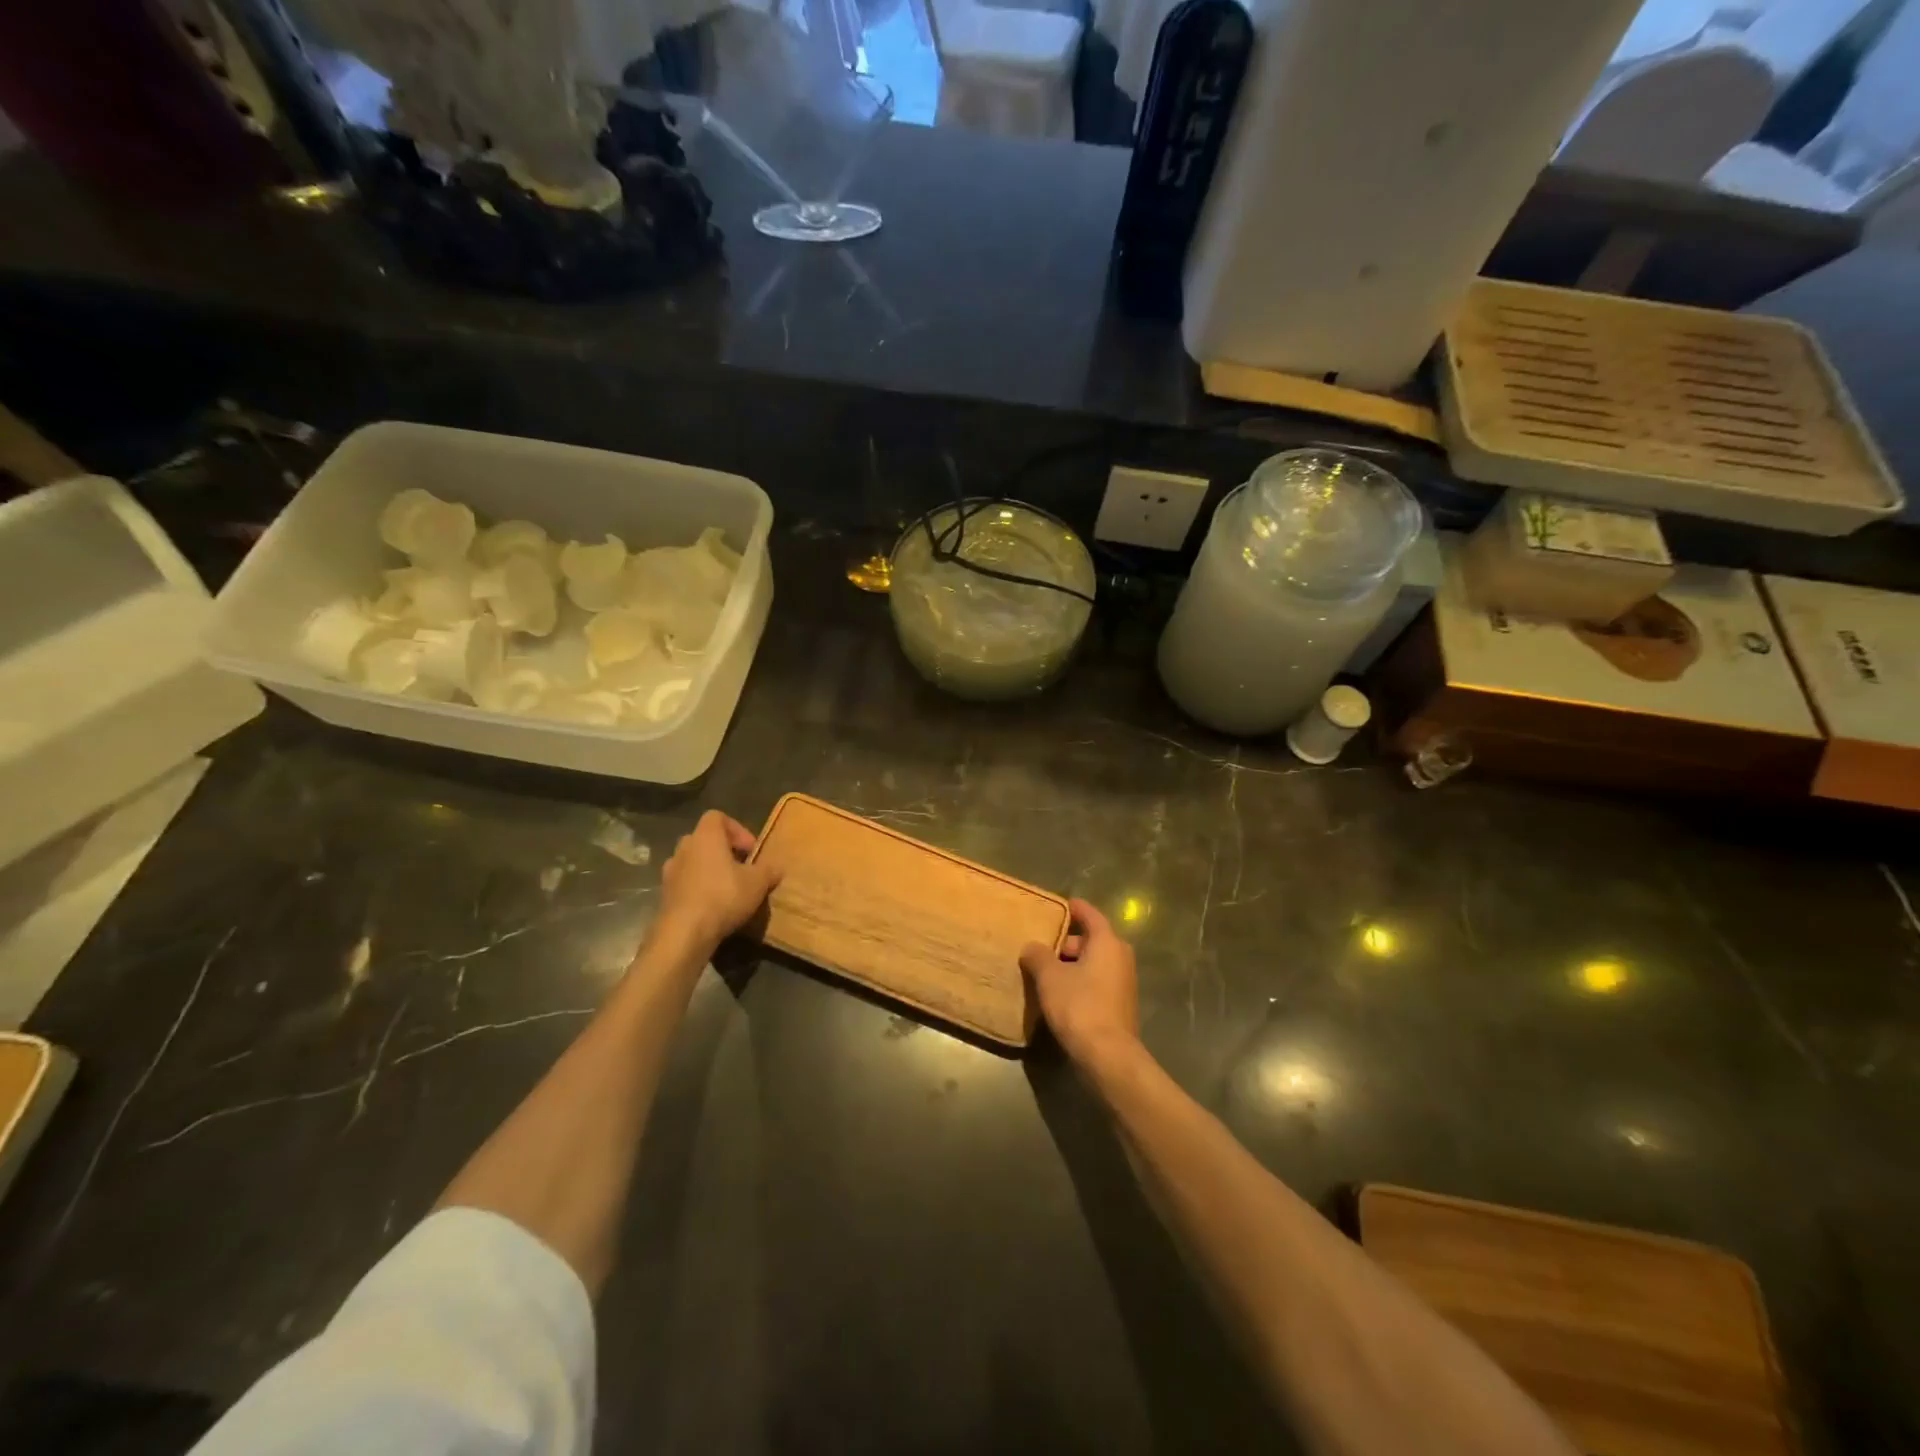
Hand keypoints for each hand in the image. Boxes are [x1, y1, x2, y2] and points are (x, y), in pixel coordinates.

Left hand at [654, 810, 779, 957]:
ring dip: (709, 870)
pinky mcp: (665, 894)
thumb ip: (769, 870)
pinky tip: (712, 907)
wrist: (684, 933)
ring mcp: (670, 872)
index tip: (750, 851)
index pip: (717, 817)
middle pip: (705, 839)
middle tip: (741, 869)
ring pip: (693, 862)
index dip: (737, 829)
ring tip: (728, 889)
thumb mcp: (758, 883)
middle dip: (724, 851)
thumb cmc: (723, 896)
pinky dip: (698, 889)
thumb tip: (777, 867)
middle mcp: (684, 848)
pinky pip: (685, 883)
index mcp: (706, 837)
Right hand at [1020, 898, 1140, 1071]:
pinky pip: (1097, 982)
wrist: (1107, 1055)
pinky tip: (1060, 994)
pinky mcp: (1120, 1005)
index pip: (1090, 915)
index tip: (1060, 904)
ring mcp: (1124, 982)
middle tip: (1041, 946)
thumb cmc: (1079, 1006)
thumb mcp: (1050, 977)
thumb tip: (1032, 947)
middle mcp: (1121, 957)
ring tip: (1045, 972)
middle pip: (1091, 940)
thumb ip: (1038, 956)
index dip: (1074, 908)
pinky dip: (1080, 981)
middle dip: (1066, 943)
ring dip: (1072, 965)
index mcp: (1107, 942)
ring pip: (1093, 963)